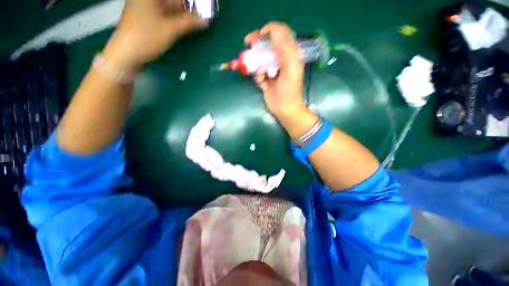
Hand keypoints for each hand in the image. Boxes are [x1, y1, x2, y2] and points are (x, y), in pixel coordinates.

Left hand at [103, 0, 208, 71]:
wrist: (126, 54)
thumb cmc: (146, 38)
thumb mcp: (170, 29)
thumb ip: (189, 23)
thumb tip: (207, 20)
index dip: (190, 2)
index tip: (202, 7)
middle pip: (171, 1)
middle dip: (188, 7)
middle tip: (203, 14)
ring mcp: (146, 8)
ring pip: (169, 7)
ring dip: (183, 13)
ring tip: (198, 19)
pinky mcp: (147, 18)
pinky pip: (165, 14)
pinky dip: (176, 18)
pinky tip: (186, 23)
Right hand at [245, 22, 304, 117]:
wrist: (284, 109)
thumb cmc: (289, 90)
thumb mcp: (291, 67)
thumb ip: (285, 48)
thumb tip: (273, 30)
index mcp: (290, 54)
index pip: (279, 33)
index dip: (268, 30)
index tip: (257, 36)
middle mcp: (280, 59)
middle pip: (267, 44)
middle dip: (257, 44)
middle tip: (247, 43)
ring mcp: (272, 70)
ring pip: (260, 59)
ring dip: (256, 63)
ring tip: (259, 73)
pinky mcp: (266, 79)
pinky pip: (257, 72)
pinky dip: (257, 75)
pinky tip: (261, 82)